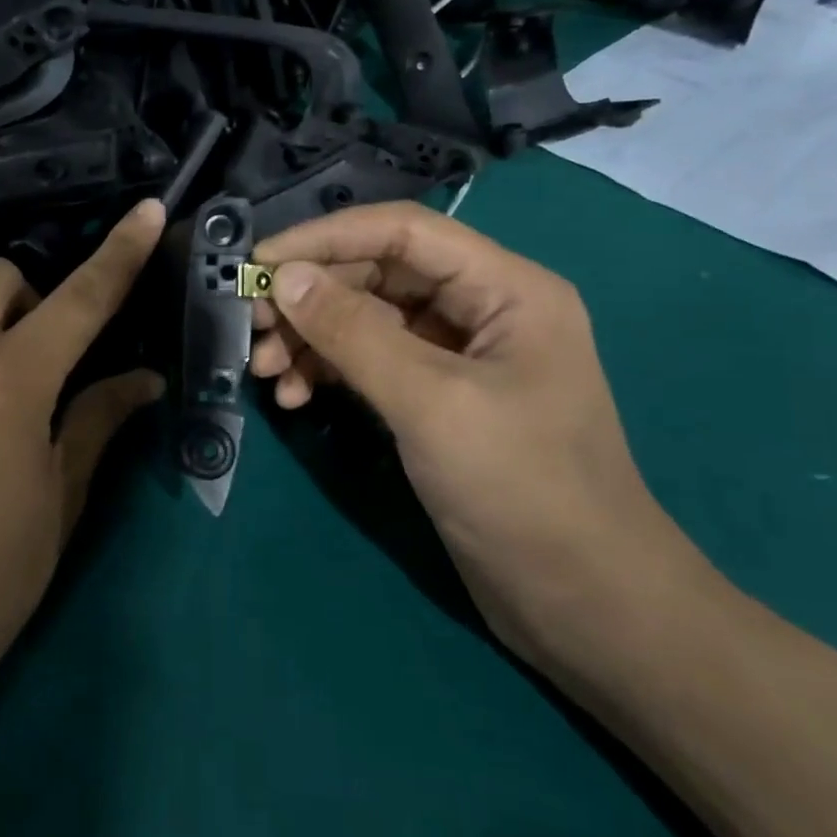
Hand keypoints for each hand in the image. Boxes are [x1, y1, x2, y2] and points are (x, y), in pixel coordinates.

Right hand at [248, 203, 712, 669]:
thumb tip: (285, 277)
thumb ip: (353, 333)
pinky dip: (330, 373)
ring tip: (268, 371)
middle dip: (312, 296)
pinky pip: (371, 363)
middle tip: (253, 323)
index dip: (326, 237)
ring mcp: (458, 355)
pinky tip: (297, 398)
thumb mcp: (431, 403)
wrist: (583, 605)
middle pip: (379, 275)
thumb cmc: (522, 490)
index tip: (260, 262)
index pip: (402, 231)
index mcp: (506, 288)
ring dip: (313, 338)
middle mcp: (482, 308)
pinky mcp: (437, 398)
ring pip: (368, 320)